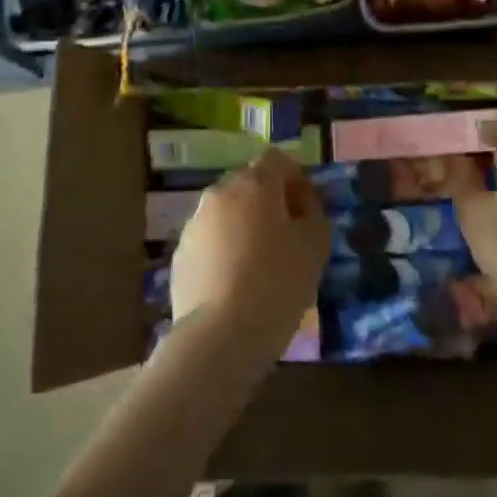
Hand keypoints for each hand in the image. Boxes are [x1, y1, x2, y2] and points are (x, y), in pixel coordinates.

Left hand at [171, 148, 328, 370]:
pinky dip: (225, 250)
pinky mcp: (180, 254)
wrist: (220, 336)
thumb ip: (314, 213)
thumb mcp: (315, 246)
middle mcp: (219, 193)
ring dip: (245, 226)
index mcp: (254, 184)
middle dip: (269, 201)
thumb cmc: (277, 284)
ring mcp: (194, 223)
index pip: (277, 159)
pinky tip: (237, 283)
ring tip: (261, 264)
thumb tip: (303, 204)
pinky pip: (210, 240)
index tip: (307, 209)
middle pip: (249, 183)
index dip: (295, 178)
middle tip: (288, 236)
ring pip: (227, 212)